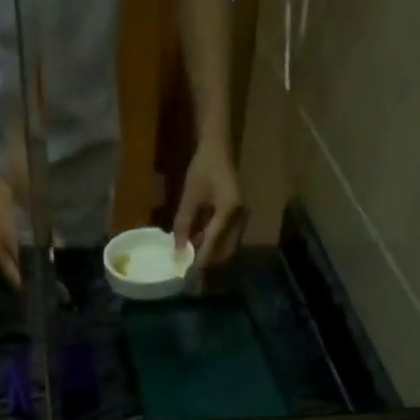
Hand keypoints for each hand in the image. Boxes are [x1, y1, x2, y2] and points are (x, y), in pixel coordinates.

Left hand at [172, 137, 245, 268]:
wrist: (218, 147)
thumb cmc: (203, 167)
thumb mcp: (189, 196)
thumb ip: (183, 223)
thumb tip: (177, 249)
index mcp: (229, 211)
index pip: (214, 242)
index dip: (201, 258)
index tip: (188, 271)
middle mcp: (240, 217)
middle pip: (225, 250)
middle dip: (208, 260)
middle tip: (191, 267)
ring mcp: (242, 217)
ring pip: (227, 245)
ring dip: (211, 252)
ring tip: (193, 254)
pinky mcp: (239, 216)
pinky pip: (228, 237)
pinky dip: (215, 242)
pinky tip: (200, 241)